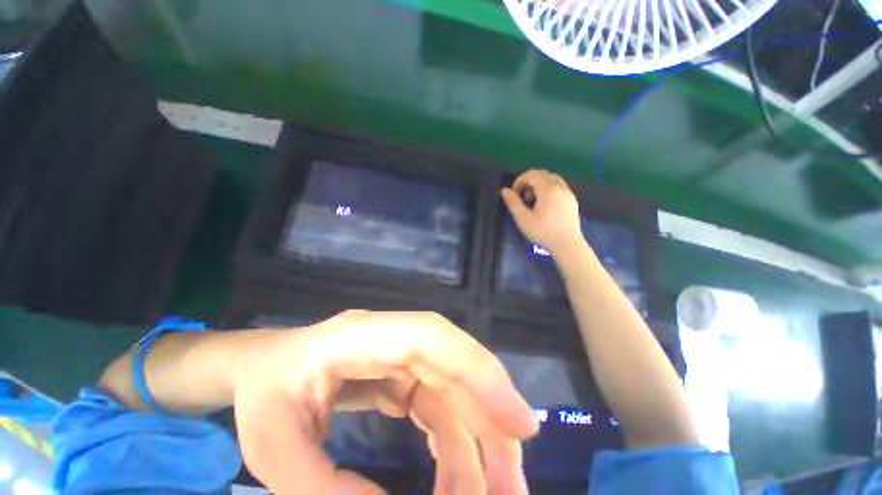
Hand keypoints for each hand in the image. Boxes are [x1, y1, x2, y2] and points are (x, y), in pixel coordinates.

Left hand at [229, 310, 536, 493]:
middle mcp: (395, 337)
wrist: (264, 368)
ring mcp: (403, 354)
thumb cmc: (264, 394)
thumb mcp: (274, 447)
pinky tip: (456, 483)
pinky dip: (456, 445)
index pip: (433, 337)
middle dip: (490, 423)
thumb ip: (322, 487)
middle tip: (513, 489)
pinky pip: (442, 405)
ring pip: (455, 390)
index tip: (521, 424)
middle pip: (455, 366)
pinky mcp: (405, 374)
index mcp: (364, 335)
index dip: (479, 371)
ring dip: (476, 444)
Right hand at [501, 169, 582, 255]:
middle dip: (529, 182)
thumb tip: (504, 190)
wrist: (567, 245)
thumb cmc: (543, 232)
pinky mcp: (572, 199)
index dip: (519, 181)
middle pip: (542, 174)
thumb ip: (513, 203)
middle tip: (522, 197)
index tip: (514, 194)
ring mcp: (568, 192)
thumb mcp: (523, 219)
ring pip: (551, 179)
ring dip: (539, 185)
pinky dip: (548, 189)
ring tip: (532, 201)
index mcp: (548, 189)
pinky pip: (558, 186)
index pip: (532, 174)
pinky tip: (544, 205)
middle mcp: (560, 186)